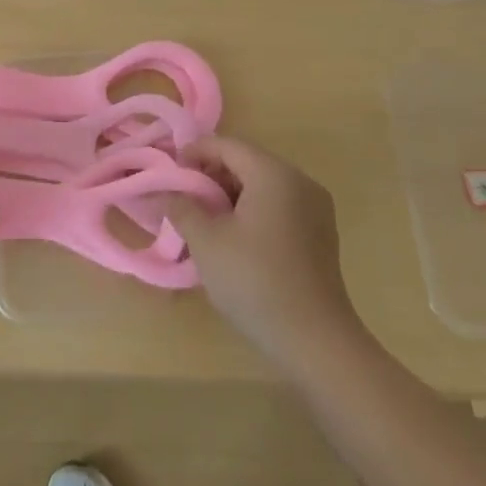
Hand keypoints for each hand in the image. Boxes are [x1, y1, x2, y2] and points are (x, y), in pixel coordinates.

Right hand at [169, 135, 360, 372]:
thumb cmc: (255, 281)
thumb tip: (164, 192)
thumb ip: (181, 207)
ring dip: (231, 194)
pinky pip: (279, 205)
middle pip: (247, 162)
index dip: (194, 152)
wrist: (316, 341)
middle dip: (212, 174)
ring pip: (263, 185)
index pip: (227, 145)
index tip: (170, 171)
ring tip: (204, 219)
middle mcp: (300, 181)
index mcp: (274, 174)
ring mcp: (315, 208)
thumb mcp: (206, 242)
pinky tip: (234, 237)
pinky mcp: (320, 234)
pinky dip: (253, 210)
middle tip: (184, 197)